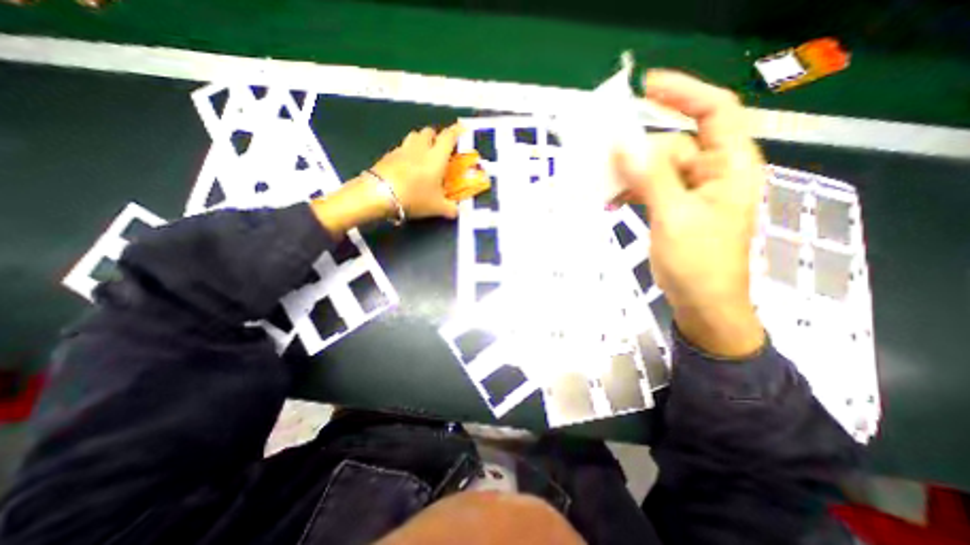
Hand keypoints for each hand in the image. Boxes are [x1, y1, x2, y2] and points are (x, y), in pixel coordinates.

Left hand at [311, 123, 460, 237]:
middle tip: (440, 147)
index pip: (449, 136)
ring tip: (423, 153)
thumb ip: (450, 209)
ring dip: (421, 140)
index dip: (456, 131)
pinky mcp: (388, 155)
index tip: (461, 128)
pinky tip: (407, 165)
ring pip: (414, 136)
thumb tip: (457, 212)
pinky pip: (401, 147)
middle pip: (429, 131)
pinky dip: (407, 152)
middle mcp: (420, 148)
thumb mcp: (437, 207)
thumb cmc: (415, 197)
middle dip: (436, 136)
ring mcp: (402, 149)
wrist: (380, 195)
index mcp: (436, 157)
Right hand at [613, 69, 764, 356]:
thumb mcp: (674, 216)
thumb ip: (651, 177)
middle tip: (604, 164)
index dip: (683, 94)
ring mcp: (693, 192)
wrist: (702, 303)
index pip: (715, 112)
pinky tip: (612, 203)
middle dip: (638, 154)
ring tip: (604, 191)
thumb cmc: (697, 263)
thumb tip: (624, 144)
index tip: (646, 87)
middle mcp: (713, 173)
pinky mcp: (676, 208)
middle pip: (673, 145)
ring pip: (656, 169)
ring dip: (629, 177)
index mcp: (729, 167)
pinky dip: (631, 192)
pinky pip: (650, 188)